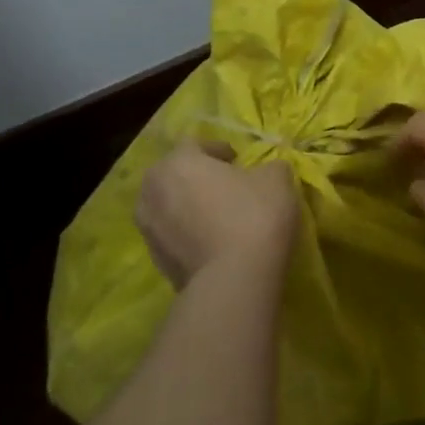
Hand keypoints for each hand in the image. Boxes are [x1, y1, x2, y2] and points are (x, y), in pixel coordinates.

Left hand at [135, 140, 296, 288]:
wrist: (234, 280)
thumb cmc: (253, 214)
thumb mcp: (276, 178)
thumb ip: (268, 166)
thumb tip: (265, 171)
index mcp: (177, 162)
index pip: (195, 143)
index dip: (220, 150)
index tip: (240, 162)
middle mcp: (152, 191)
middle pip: (175, 174)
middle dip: (198, 177)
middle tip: (227, 187)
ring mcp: (148, 229)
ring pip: (170, 206)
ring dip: (190, 206)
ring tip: (219, 217)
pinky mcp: (155, 261)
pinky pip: (173, 235)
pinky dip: (189, 233)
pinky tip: (215, 242)